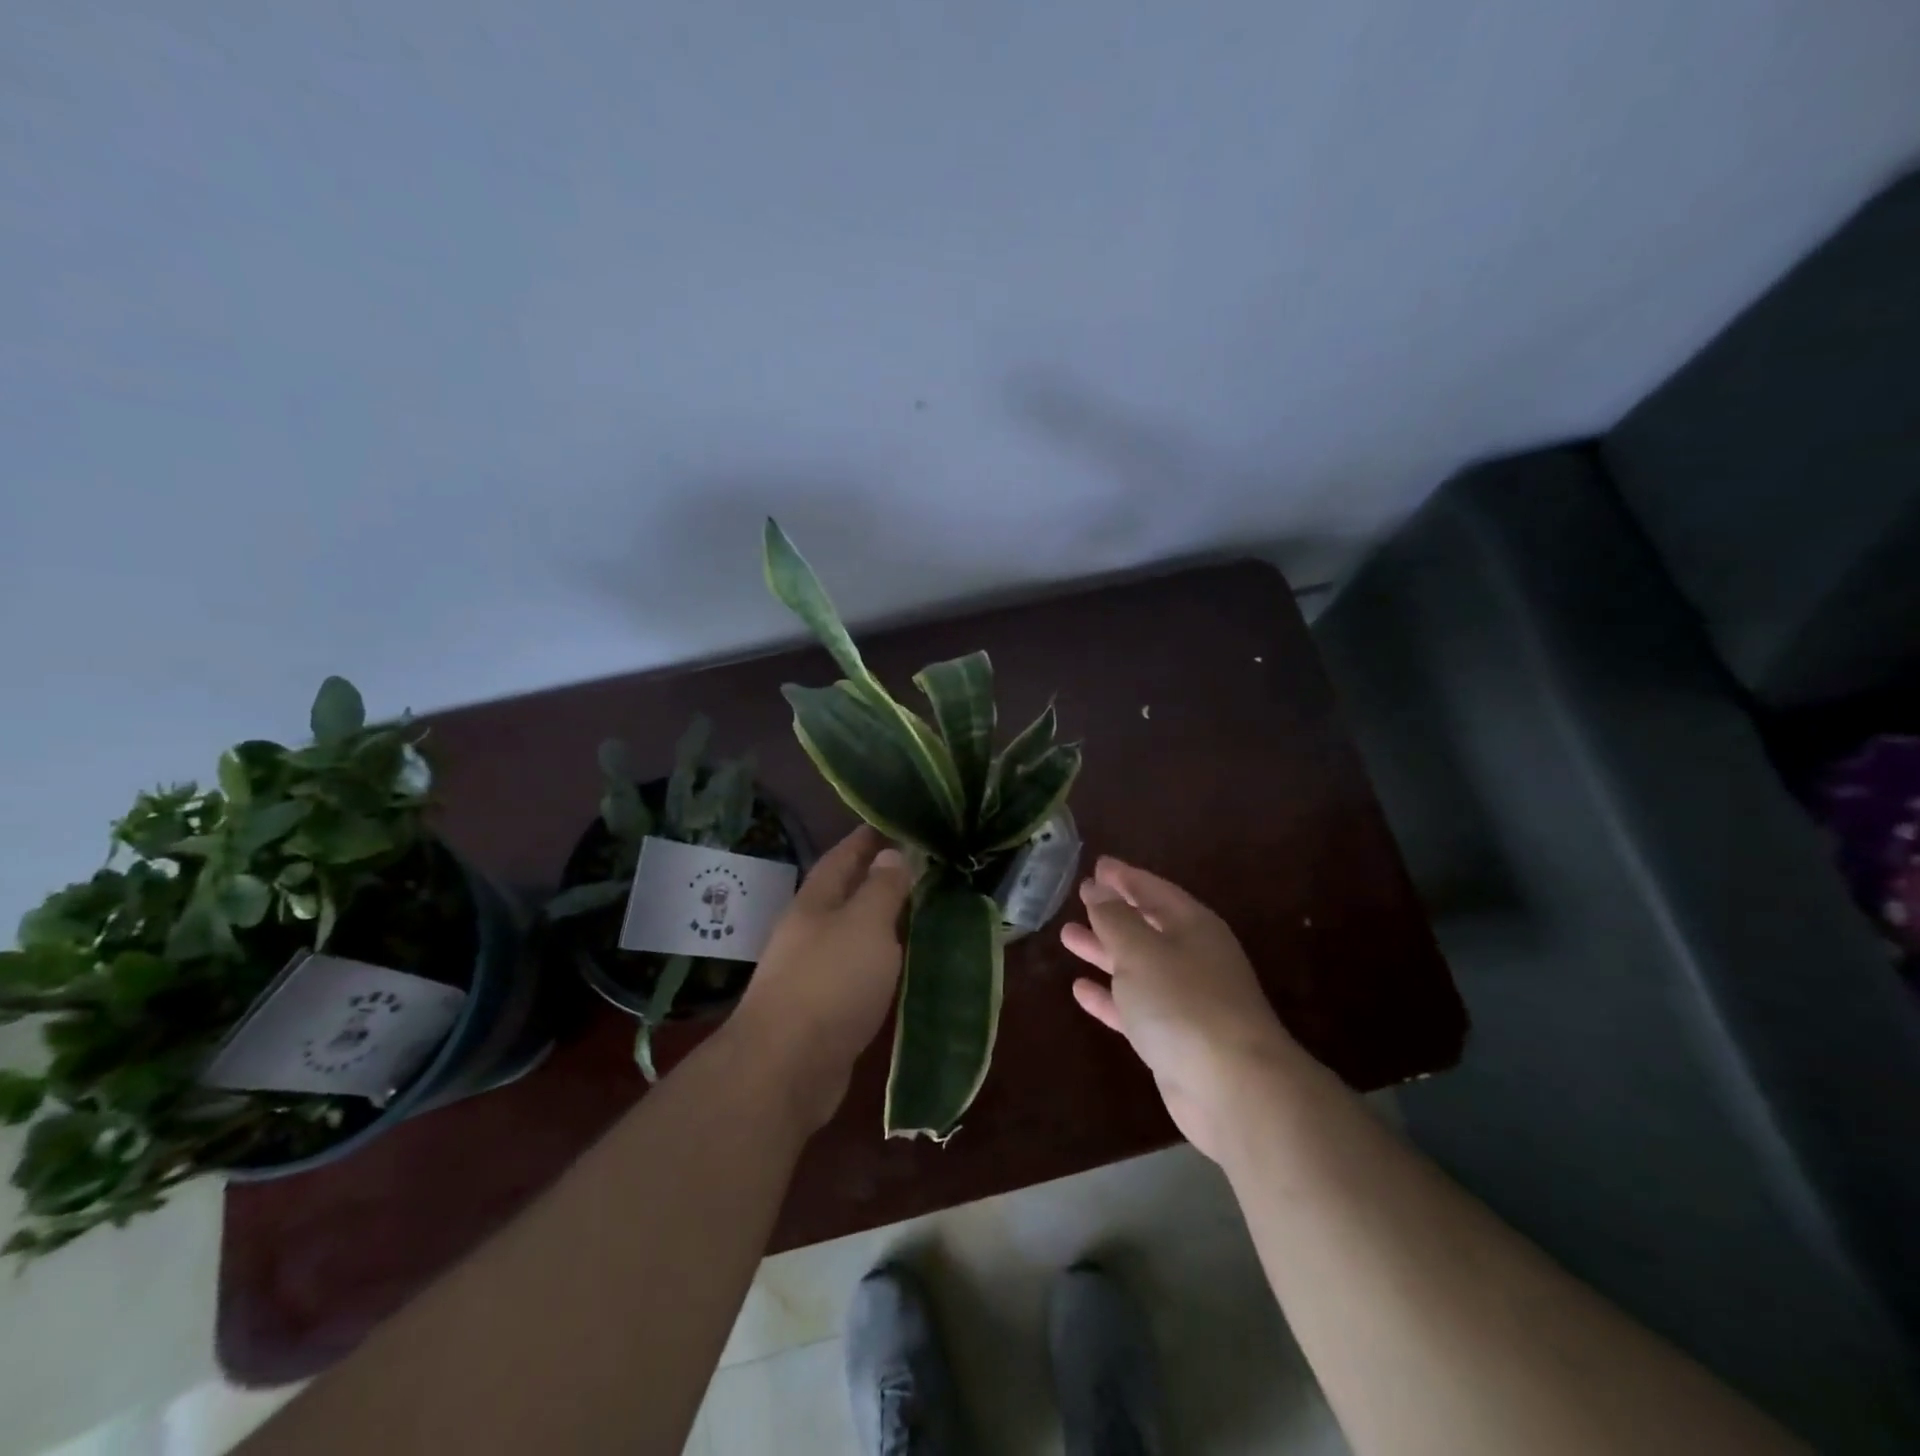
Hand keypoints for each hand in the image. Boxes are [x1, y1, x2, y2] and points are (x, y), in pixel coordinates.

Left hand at [732, 826, 912, 1128]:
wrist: (786, 1068)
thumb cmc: (829, 983)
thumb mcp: (865, 925)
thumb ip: (882, 888)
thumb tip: (891, 852)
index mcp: (816, 902)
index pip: (843, 855)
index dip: (868, 836)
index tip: (897, 821)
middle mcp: (810, 930)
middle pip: (846, 893)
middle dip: (878, 876)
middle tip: (922, 864)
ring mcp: (813, 971)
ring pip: (853, 932)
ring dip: (882, 919)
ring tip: (921, 908)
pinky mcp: (824, 1009)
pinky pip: (858, 970)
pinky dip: (881, 959)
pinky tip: (903, 963)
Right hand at [1061, 856, 1301, 1159]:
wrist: (1233, 1087)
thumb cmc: (1183, 1002)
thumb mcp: (1140, 950)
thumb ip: (1115, 918)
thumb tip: (1098, 887)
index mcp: (1192, 926)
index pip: (1153, 890)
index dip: (1124, 877)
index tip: (1097, 865)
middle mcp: (1191, 957)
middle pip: (1145, 926)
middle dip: (1112, 912)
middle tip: (1079, 896)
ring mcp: (1184, 999)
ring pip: (1136, 966)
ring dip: (1103, 951)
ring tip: (1068, 936)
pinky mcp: (1173, 1037)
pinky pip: (1133, 1006)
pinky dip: (1108, 997)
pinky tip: (1079, 990)